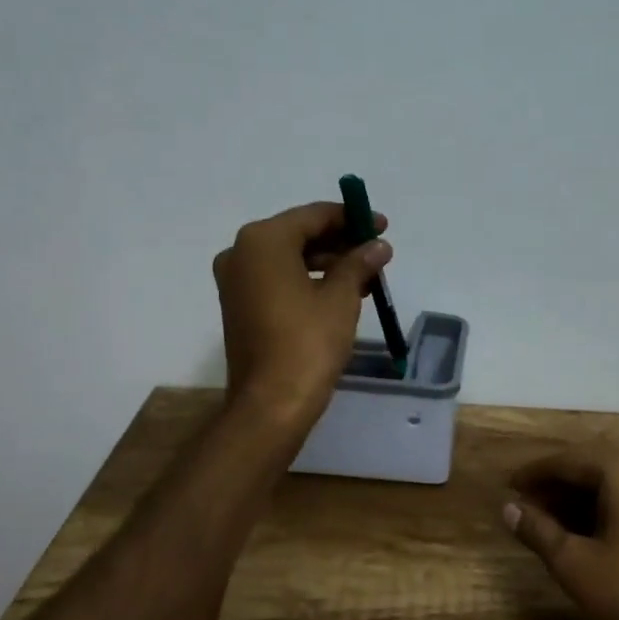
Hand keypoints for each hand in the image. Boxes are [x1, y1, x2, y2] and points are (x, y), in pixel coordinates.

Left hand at [213, 202, 391, 427]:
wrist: (271, 404)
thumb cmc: (308, 343)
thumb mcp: (341, 298)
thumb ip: (359, 263)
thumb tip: (378, 246)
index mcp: (264, 241)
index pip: (314, 215)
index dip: (351, 218)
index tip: (382, 226)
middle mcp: (241, 252)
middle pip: (299, 234)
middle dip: (340, 240)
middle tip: (376, 249)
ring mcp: (236, 280)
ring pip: (289, 257)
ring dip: (327, 261)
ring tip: (365, 274)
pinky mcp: (239, 305)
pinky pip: (278, 278)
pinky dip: (308, 279)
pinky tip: (340, 291)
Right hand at [504, 445, 618, 619]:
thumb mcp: (573, 562)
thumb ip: (537, 529)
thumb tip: (508, 508)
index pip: (566, 460)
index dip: (533, 475)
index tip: (507, 487)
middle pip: (588, 465)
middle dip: (553, 485)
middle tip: (522, 505)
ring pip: (608, 481)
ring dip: (575, 496)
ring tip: (543, 520)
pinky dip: (600, 506)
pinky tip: (578, 530)